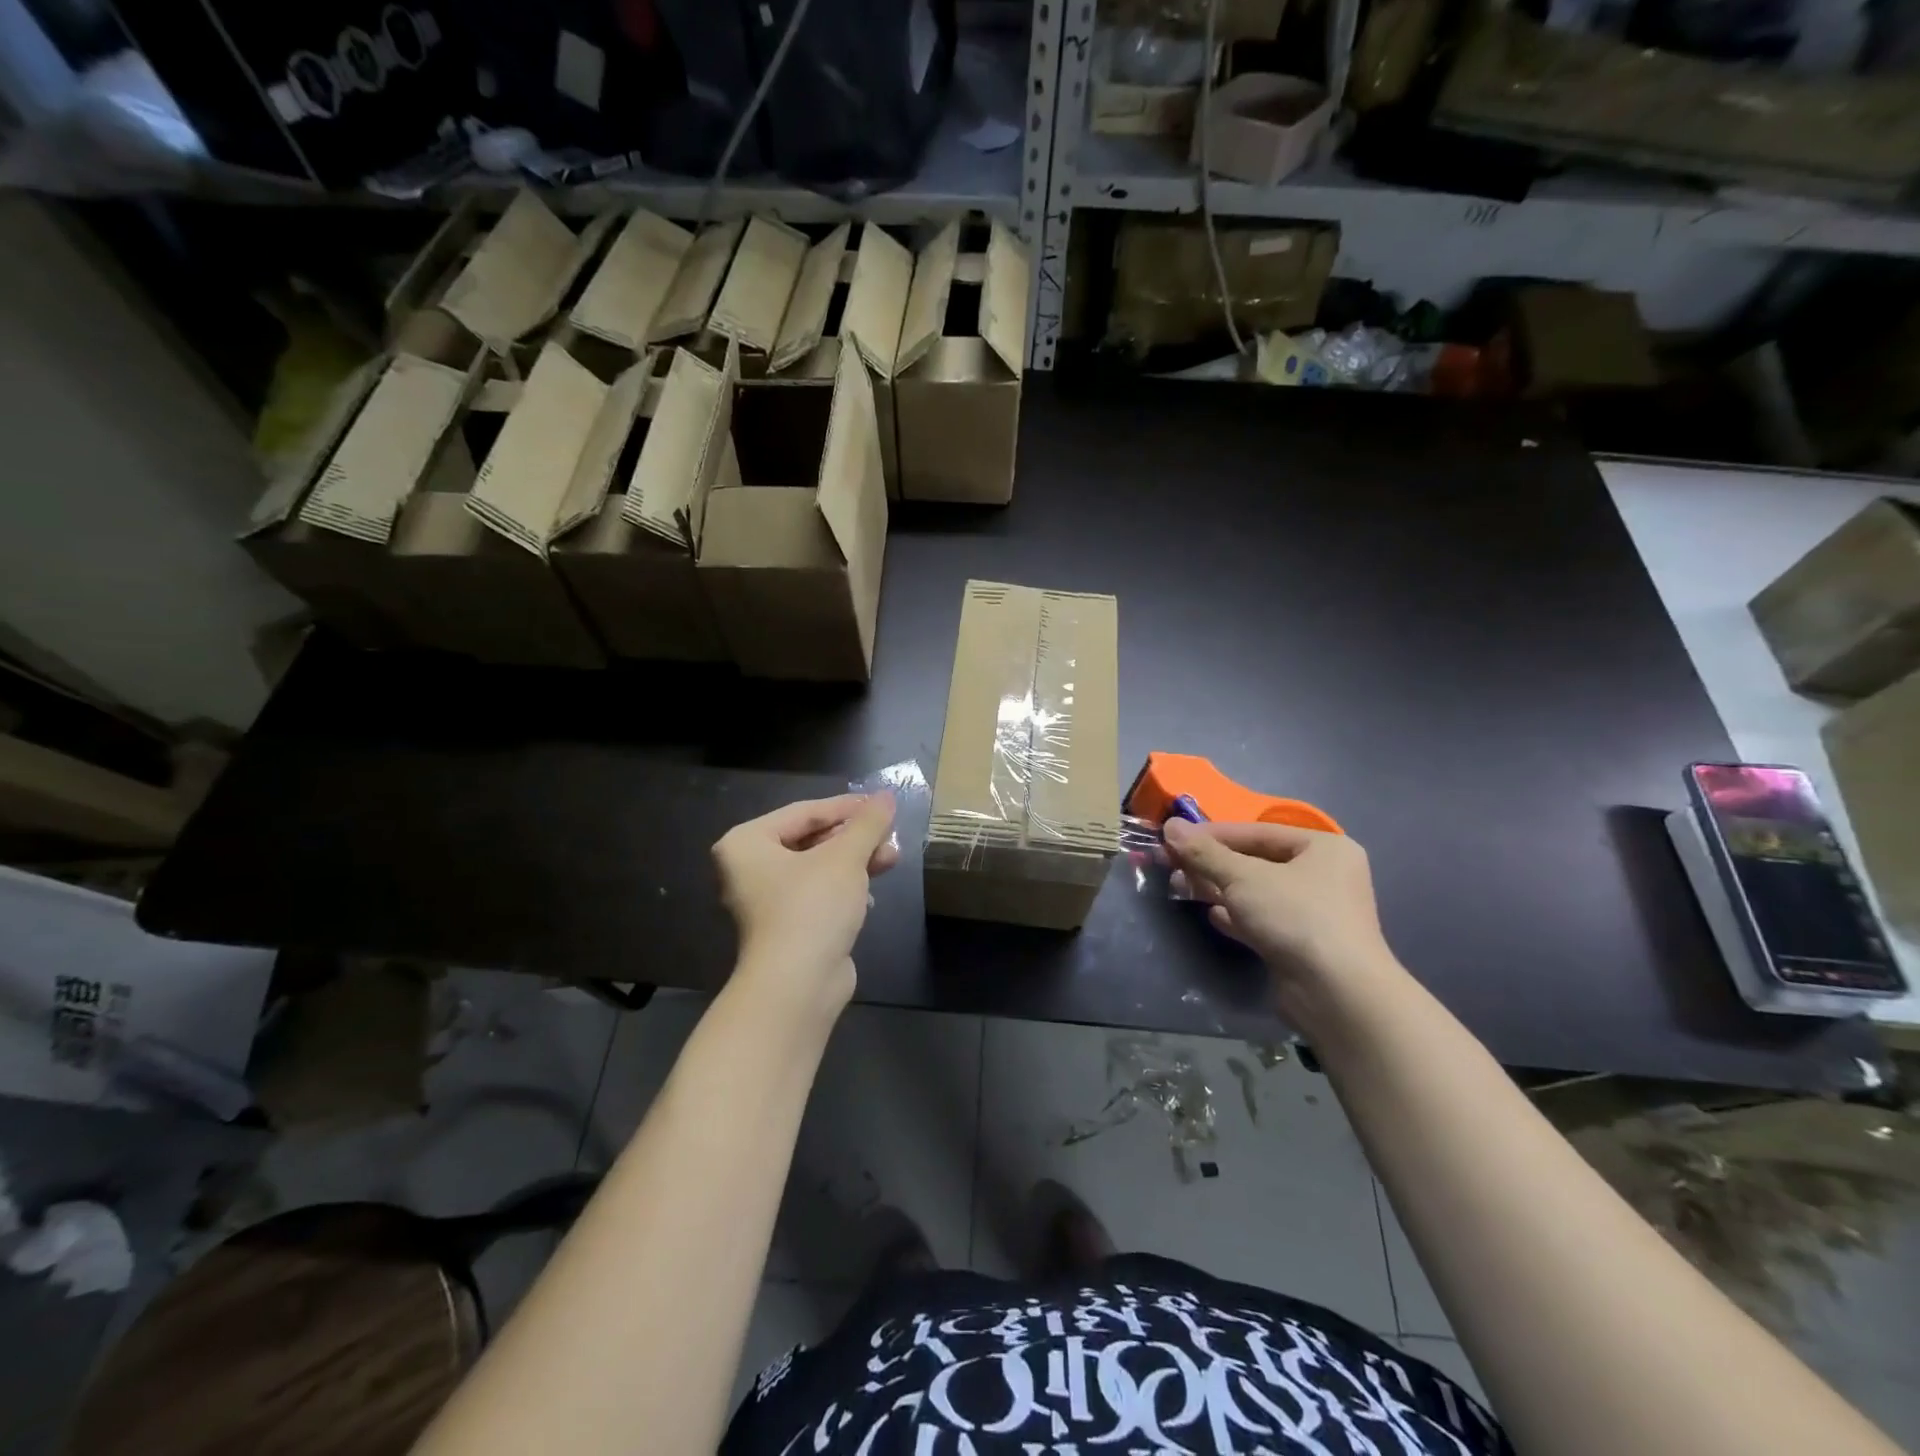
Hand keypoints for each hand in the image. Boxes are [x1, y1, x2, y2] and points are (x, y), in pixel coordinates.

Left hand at [713, 793, 898, 1008]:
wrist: (797, 986)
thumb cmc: (812, 907)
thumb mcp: (845, 857)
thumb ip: (867, 824)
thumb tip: (887, 796)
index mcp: (747, 842)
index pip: (804, 812)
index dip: (847, 807)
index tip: (883, 804)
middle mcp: (749, 868)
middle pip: (811, 838)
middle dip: (854, 837)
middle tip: (889, 834)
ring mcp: (766, 900)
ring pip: (818, 867)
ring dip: (855, 861)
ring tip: (891, 859)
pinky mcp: (786, 926)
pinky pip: (818, 894)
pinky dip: (844, 888)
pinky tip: (871, 894)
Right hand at [1161, 819, 1397, 1000]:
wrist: (1337, 994)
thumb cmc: (1295, 917)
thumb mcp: (1243, 877)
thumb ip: (1205, 852)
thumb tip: (1170, 825)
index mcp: (1322, 848)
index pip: (1256, 832)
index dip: (1211, 834)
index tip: (1173, 838)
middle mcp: (1324, 875)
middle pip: (1255, 861)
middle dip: (1211, 864)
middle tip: (1171, 865)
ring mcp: (1315, 912)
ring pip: (1256, 892)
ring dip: (1218, 889)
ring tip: (1180, 888)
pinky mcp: (1303, 944)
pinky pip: (1263, 920)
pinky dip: (1236, 916)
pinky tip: (1212, 916)